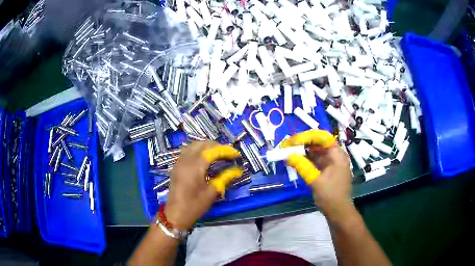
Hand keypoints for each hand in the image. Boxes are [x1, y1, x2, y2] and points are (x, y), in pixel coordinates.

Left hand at [163, 141, 241, 230]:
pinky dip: (197, 150)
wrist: (175, 214)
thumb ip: (225, 177)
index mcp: (195, 166)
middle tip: (228, 153)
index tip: (236, 154)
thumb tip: (238, 170)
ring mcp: (179, 162)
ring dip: (206, 146)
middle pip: (202, 144)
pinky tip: (204, 158)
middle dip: (216, 146)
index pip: (212, 151)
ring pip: (193, 145)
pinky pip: (187, 151)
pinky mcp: (176, 166)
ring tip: (218, 153)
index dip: (225, 150)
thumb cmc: (194, 205)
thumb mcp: (212, 192)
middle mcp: (186, 160)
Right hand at [283, 130, 352, 219]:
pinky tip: (295, 161)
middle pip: (319, 143)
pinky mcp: (327, 170)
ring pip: (316, 152)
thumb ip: (303, 166)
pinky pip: (316, 161)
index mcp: (338, 156)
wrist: (338, 212)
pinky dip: (306, 160)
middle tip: (288, 146)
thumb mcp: (316, 181)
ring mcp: (332, 163)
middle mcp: (336, 156)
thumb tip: (288, 155)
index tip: (294, 141)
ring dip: (303, 152)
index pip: (323, 138)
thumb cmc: (331, 196)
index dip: (308, 136)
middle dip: (303, 143)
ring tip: (289, 152)